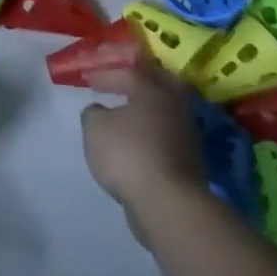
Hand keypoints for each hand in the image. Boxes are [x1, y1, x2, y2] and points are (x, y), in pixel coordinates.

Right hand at [79, 62, 209, 240]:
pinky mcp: (189, 161)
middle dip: (139, 80)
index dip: (106, 74)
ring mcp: (186, 135)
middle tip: (120, 82)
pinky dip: (150, 132)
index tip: (88, 80)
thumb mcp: (95, 128)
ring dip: (146, 108)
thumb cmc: (128, 154)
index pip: (129, 72)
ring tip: (125, 114)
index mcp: (152, 91)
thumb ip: (94, 113)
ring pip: (165, 110)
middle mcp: (174, 107)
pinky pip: (166, 134)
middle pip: (159, 83)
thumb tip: (101, 111)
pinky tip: (136, 140)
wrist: (169, 203)